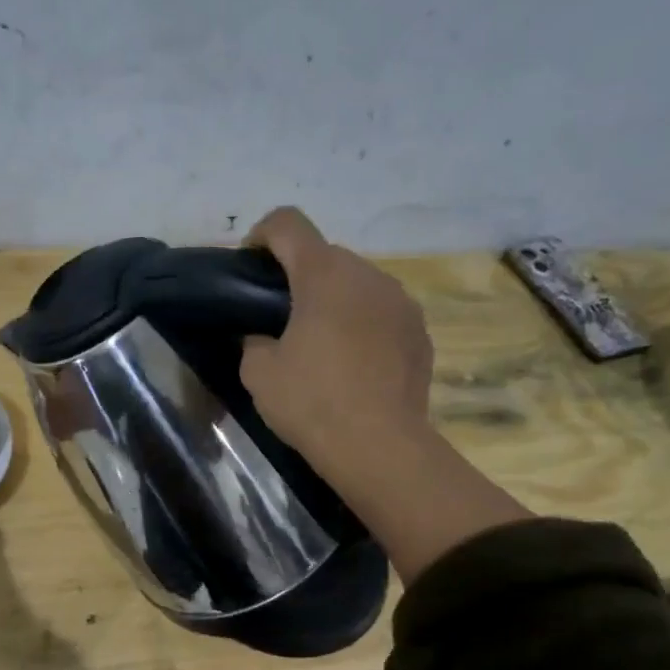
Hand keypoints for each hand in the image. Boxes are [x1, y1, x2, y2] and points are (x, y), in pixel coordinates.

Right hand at [239, 207, 435, 486]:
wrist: (379, 446)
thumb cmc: (312, 402)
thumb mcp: (258, 373)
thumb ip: (254, 340)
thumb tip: (264, 336)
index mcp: (323, 274)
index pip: (287, 223)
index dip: (261, 236)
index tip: (250, 269)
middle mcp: (368, 274)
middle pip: (325, 256)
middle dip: (299, 277)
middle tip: (281, 319)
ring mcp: (401, 301)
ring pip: (358, 284)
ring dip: (335, 301)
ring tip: (321, 345)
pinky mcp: (420, 331)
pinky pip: (382, 313)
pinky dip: (363, 325)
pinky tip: (354, 365)